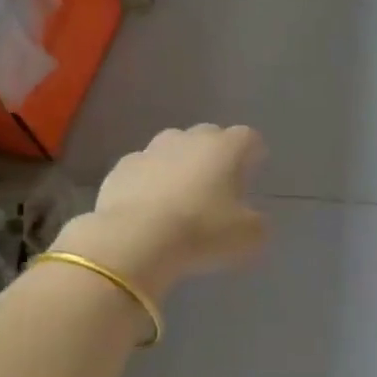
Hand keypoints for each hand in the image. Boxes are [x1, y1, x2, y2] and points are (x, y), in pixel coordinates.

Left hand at [56, 125, 268, 301]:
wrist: (135, 240)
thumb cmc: (201, 232)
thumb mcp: (248, 238)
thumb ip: (257, 223)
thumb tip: (252, 219)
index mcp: (225, 148)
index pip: (248, 138)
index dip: (253, 154)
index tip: (253, 172)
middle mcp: (188, 139)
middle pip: (208, 137)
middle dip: (214, 156)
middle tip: (217, 186)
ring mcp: (150, 150)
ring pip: (172, 150)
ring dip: (179, 166)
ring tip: (181, 197)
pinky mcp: (120, 169)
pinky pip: (143, 170)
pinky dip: (149, 183)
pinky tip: (149, 209)